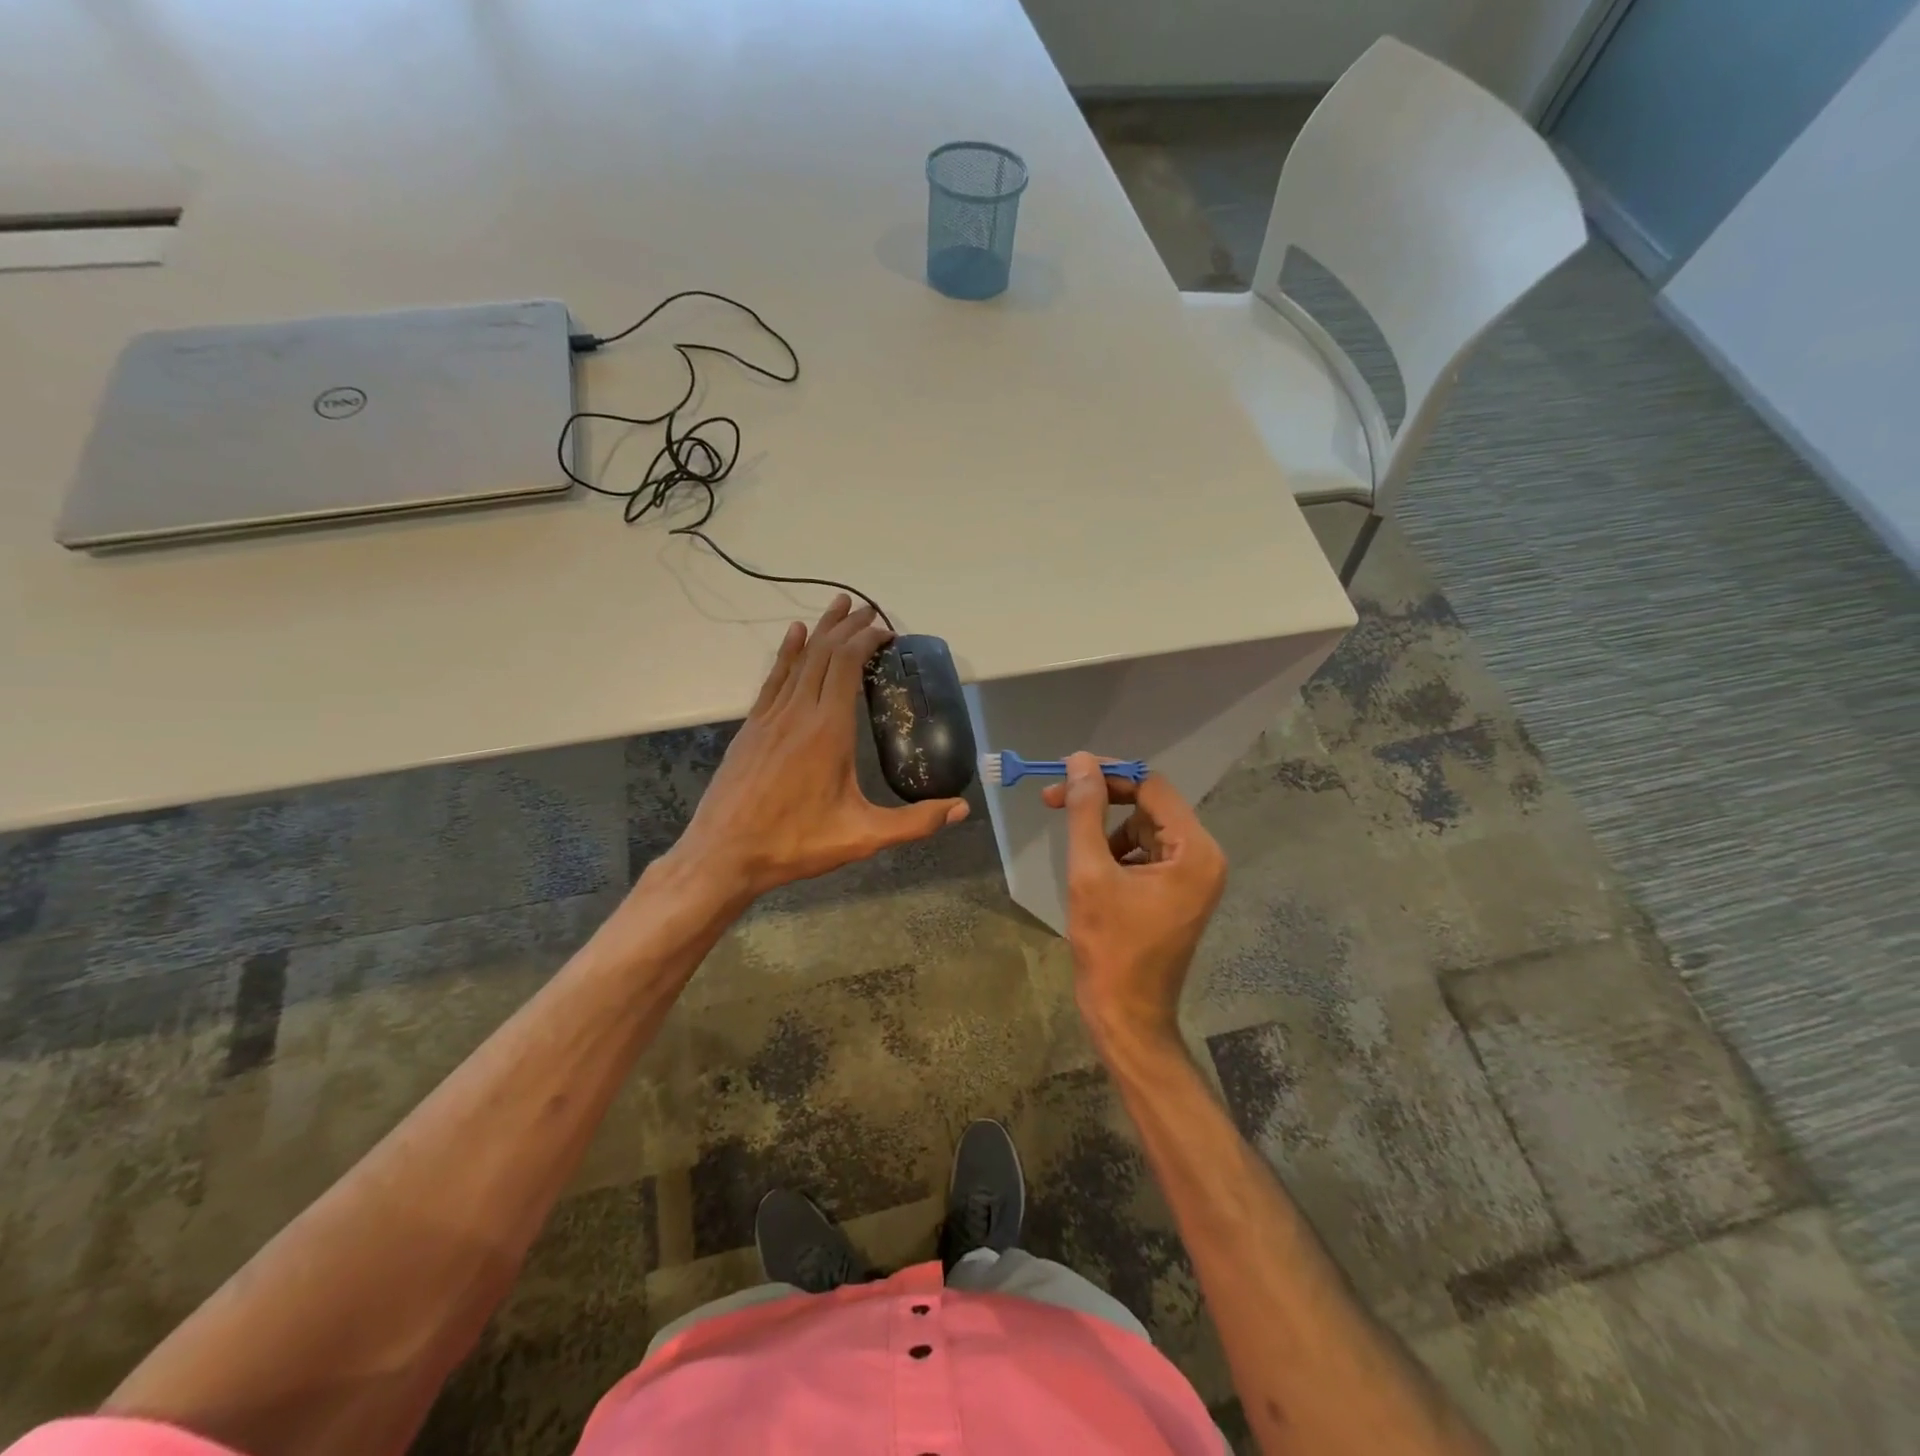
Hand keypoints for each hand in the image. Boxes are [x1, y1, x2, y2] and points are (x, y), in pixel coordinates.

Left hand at [668, 596, 968, 901]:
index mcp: (828, 731)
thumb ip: (915, 823)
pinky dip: (787, 653)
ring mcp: (770, 717)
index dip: (867, 640)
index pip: (848, 665)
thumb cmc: (795, 844)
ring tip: (838, 606)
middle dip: (849, 627)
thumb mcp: (862, 837)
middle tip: (869, 611)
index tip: (887, 631)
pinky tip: (794, 635)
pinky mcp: (752, 728)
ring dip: (821, 631)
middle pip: (825, 654)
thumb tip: (961, 809)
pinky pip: (773, 679)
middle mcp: (799, 713)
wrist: (723, 855)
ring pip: (799, 660)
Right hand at [1042, 753, 1225, 1051]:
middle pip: (1150, 805)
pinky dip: (1117, 853)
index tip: (1065, 774)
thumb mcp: (1090, 873)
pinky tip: (1095, 874)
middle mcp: (1204, 857)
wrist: (1126, 1015)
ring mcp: (1194, 876)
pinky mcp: (1179, 892)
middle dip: (1103, 801)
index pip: (1151, 786)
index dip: (1108, 774)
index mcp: (1195, 851)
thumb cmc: (1109, 947)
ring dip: (1107, 830)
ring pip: (1144, 828)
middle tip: (1053, 799)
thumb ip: (1084, 812)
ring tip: (1079, 857)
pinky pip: (1147, 853)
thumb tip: (1079, 762)